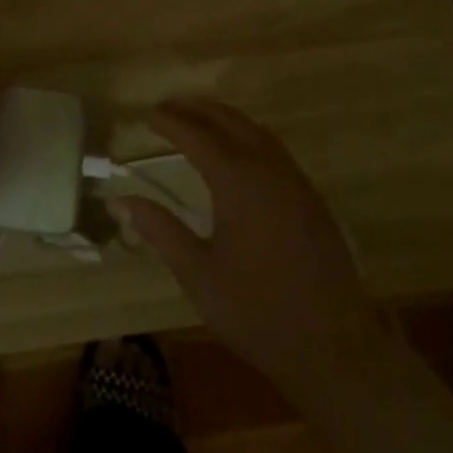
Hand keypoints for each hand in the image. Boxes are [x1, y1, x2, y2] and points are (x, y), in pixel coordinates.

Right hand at [119, 98, 371, 400]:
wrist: (332, 346)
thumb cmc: (256, 311)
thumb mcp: (197, 273)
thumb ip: (160, 230)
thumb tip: (120, 200)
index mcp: (238, 182)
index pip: (197, 136)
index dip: (170, 122)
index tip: (147, 114)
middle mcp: (268, 169)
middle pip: (230, 122)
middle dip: (197, 109)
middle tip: (167, 106)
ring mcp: (295, 182)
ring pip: (257, 131)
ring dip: (225, 118)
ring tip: (199, 118)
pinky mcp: (311, 199)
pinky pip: (275, 150)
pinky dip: (249, 136)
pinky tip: (239, 152)